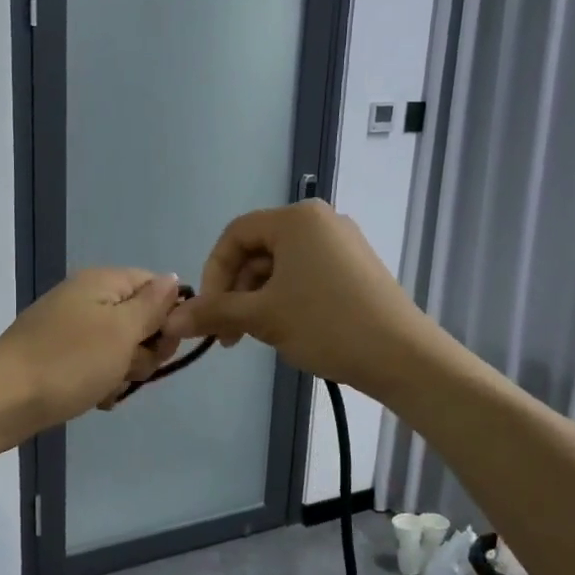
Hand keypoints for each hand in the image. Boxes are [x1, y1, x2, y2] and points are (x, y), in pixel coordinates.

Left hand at [0, 268, 184, 446]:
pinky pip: (95, 365)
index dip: (168, 315)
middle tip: (129, 368)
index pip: (155, 285)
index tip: (163, 344)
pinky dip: (100, 382)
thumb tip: (173, 279)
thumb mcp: (121, 331)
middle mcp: (86, 298)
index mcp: (102, 282)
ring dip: (123, 371)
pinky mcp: (59, 356)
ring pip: (120, 348)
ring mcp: (70, 328)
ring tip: (106, 387)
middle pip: (139, 319)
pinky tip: (95, 399)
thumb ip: (152, 305)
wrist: (2, 400)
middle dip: (144, 350)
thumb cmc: (69, 362)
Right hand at [162, 200, 433, 396]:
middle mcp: (320, 220)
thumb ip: (215, 312)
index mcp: (296, 219)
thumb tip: (173, 320)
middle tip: (230, 334)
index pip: (235, 235)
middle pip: (258, 250)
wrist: (402, 355)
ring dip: (258, 299)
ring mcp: (342, 244)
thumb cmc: (326, 324)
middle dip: (236, 292)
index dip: (213, 272)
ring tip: (258, 336)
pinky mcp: (356, 268)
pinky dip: (286, 299)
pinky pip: (306, 276)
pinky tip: (288, 330)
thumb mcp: (262, 317)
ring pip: (281, 267)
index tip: (208, 312)